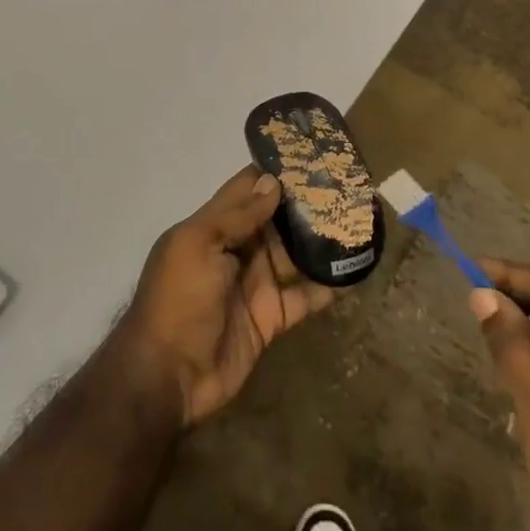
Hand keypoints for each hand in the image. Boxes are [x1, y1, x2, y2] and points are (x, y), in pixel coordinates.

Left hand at [114, 165, 335, 428]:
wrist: (169, 375)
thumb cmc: (178, 299)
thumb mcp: (197, 246)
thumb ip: (235, 215)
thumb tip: (273, 182)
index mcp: (212, 228)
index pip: (246, 190)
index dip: (274, 173)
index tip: (310, 154)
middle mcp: (236, 251)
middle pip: (276, 220)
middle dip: (306, 204)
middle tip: (347, 186)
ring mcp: (256, 285)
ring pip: (295, 255)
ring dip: (321, 241)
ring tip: (360, 220)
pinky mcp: (272, 318)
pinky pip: (305, 296)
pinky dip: (328, 285)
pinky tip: (356, 270)